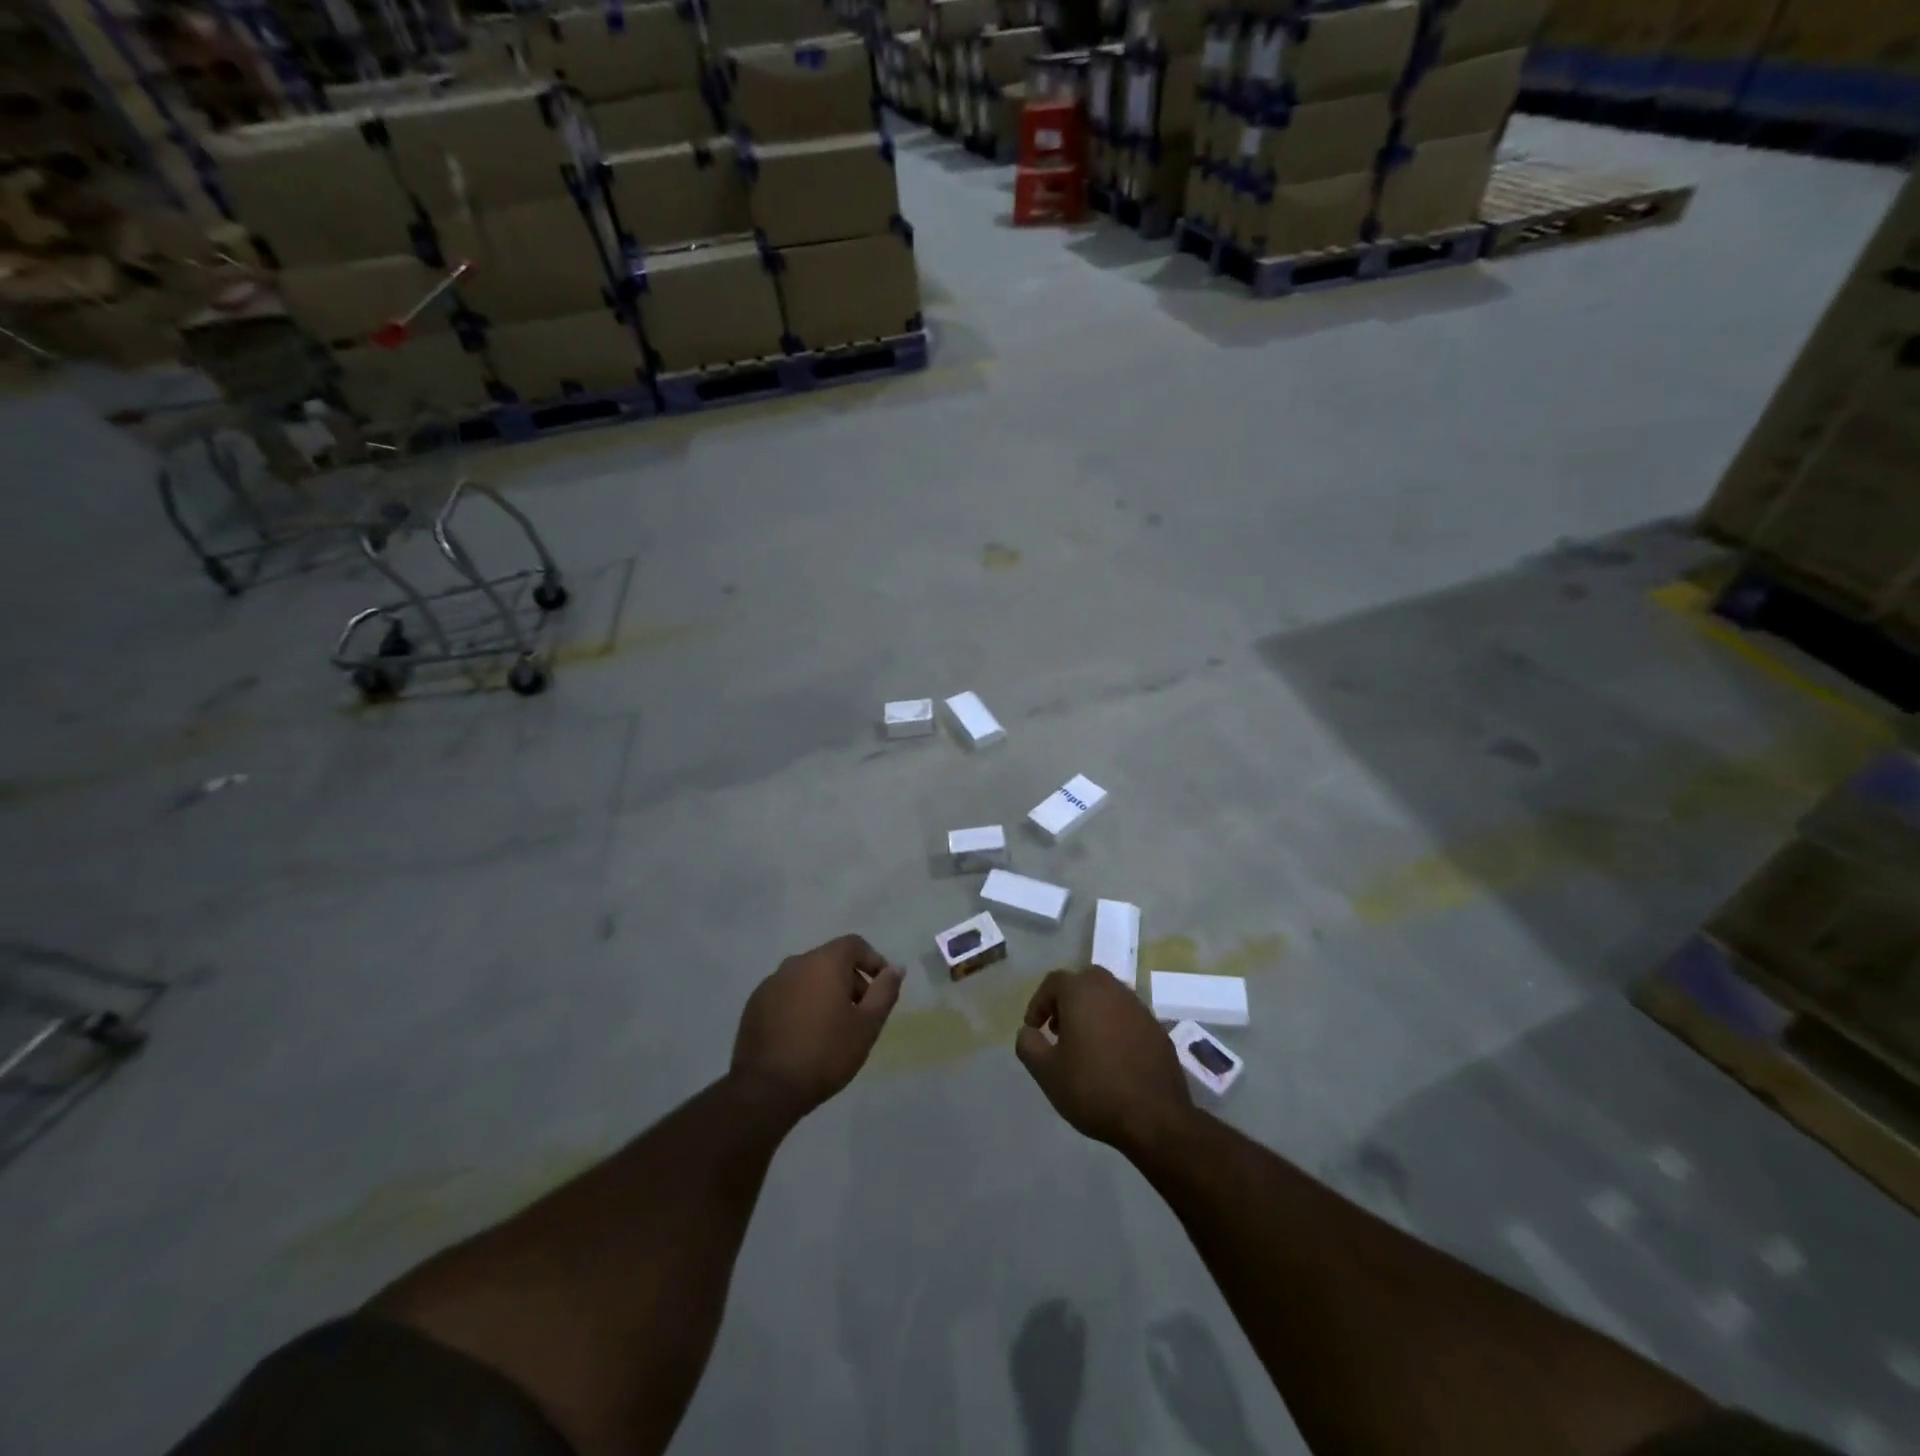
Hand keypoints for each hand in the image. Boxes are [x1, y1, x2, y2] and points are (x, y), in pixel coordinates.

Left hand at [731, 934, 902, 1121]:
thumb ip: (885, 991)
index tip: (881, 989)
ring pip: (807, 978)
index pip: (854, 944)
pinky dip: (801, 1005)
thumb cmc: (826, 1053)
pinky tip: (803, 1035)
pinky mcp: (754, 1004)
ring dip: (824, 993)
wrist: (767, 1088)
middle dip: (850, 980)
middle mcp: (796, 963)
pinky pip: (787, 994)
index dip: (873, 961)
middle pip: (830, 960)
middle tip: (859, 1014)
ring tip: (831, 1028)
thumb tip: (895, 968)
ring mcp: (771, 983)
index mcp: (824, 962)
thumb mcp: (867, 1025)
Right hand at [1015, 967, 1191, 1152]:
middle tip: (1058, 1030)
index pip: (1054, 982)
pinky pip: (1128, 1017)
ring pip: (1108, 997)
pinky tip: (1112, 1058)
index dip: (1039, 1003)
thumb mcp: (1046, 1072)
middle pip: (1084, 982)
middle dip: (1067, 1001)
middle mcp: (1112, 990)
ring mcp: (1139, 1007)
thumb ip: (1028, 1045)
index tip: (1034, 1029)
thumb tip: (1028, 1031)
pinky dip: (1115, 1026)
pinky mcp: (1157, 1028)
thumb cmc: (1093, 1089)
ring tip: (1084, 1045)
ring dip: (1092, 1012)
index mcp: (1083, 992)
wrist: (1155, 1117)